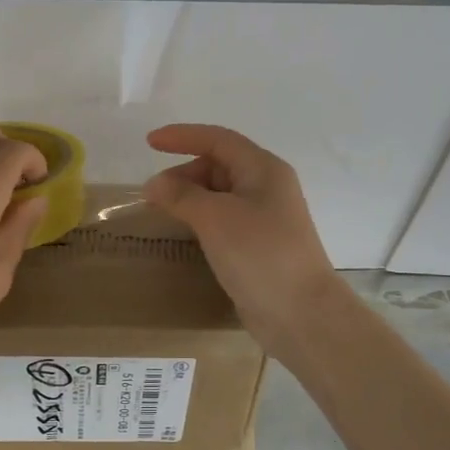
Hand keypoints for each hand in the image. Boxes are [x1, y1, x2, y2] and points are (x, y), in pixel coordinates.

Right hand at [143, 123, 346, 354]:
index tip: (149, 143)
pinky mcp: (259, 245)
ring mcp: (265, 218)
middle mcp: (267, 187)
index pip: (218, 139)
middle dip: (184, 173)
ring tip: (164, 213)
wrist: (300, 313)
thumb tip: (154, 184)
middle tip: (154, 195)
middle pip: (219, 165)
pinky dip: (201, 219)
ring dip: (191, 197)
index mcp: (263, 169)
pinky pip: (224, 219)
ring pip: (220, 194)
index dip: (183, 136)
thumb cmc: (260, 255)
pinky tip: (186, 233)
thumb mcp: (215, 218)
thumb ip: (181, 195)